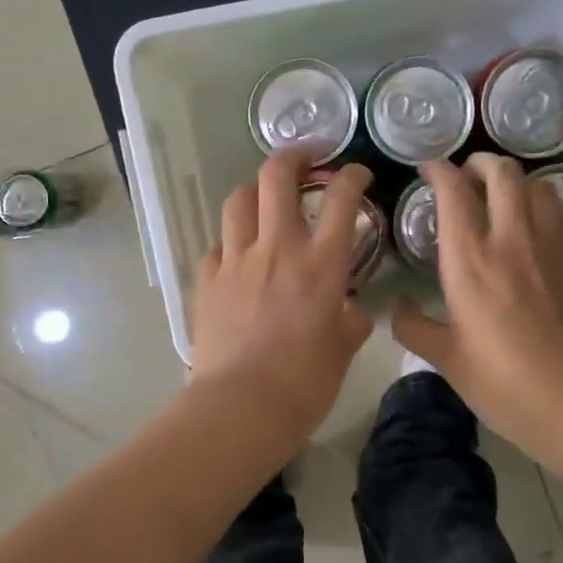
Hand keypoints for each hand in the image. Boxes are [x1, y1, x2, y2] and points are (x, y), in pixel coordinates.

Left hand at [189, 153, 374, 441]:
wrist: (241, 406)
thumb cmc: (304, 384)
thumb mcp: (343, 351)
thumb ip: (351, 321)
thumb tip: (353, 309)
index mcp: (320, 264)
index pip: (341, 199)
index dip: (352, 176)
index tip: (356, 174)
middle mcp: (277, 249)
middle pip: (277, 177)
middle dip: (293, 156)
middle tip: (305, 159)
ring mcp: (235, 261)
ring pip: (238, 201)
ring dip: (255, 191)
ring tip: (264, 199)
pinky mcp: (206, 280)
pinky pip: (217, 246)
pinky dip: (230, 243)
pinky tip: (237, 258)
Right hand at [392, 154, 562, 461]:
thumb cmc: (500, 380)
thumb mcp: (444, 358)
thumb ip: (413, 326)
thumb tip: (397, 307)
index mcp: (470, 259)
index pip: (454, 191)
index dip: (439, 171)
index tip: (429, 171)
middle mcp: (513, 238)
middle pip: (502, 173)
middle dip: (481, 164)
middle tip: (469, 175)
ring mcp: (555, 244)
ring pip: (539, 185)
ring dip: (518, 183)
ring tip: (506, 196)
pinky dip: (550, 205)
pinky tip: (543, 224)